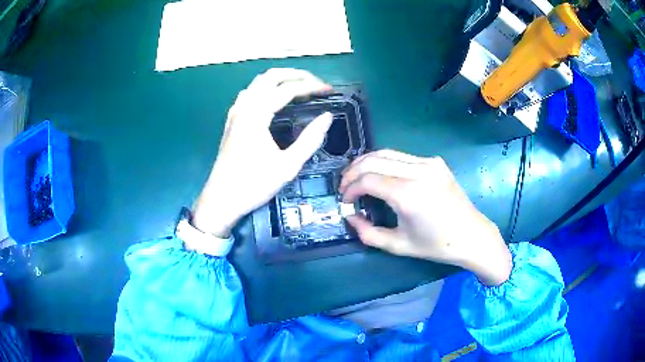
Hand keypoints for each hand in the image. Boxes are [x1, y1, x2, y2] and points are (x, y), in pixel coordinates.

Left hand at [192, 68, 332, 237]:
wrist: (221, 200)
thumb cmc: (253, 185)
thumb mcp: (288, 166)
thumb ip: (310, 139)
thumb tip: (327, 117)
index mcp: (256, 115)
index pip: (287, 89)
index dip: (311, 86)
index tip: (329, 90)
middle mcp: (244, 107)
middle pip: (270, 76)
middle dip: (295, 75)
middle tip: (315, 82)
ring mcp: (235, 113)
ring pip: (258, 83)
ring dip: (279, 79)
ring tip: (299, 87)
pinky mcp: (232, 121)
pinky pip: (250, 94)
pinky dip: (266, 89)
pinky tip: (273, 100)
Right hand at [340, 150, 511, 285]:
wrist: (472, 235)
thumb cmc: (437, 245)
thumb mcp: (398, 245)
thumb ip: (368, 233)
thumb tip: (349, 217)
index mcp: (409, 194)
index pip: (368, 179)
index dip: (350, 188)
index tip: (344, 201)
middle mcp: (419, 171)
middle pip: (373, 160)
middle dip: (352, 172)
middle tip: (345, 187)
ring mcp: (429, 163)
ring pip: (386, 153)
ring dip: (366, 163)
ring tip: (356, 178)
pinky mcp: (435, 162)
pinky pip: (401, 157)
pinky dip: (384, 163)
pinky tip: (380, 175)